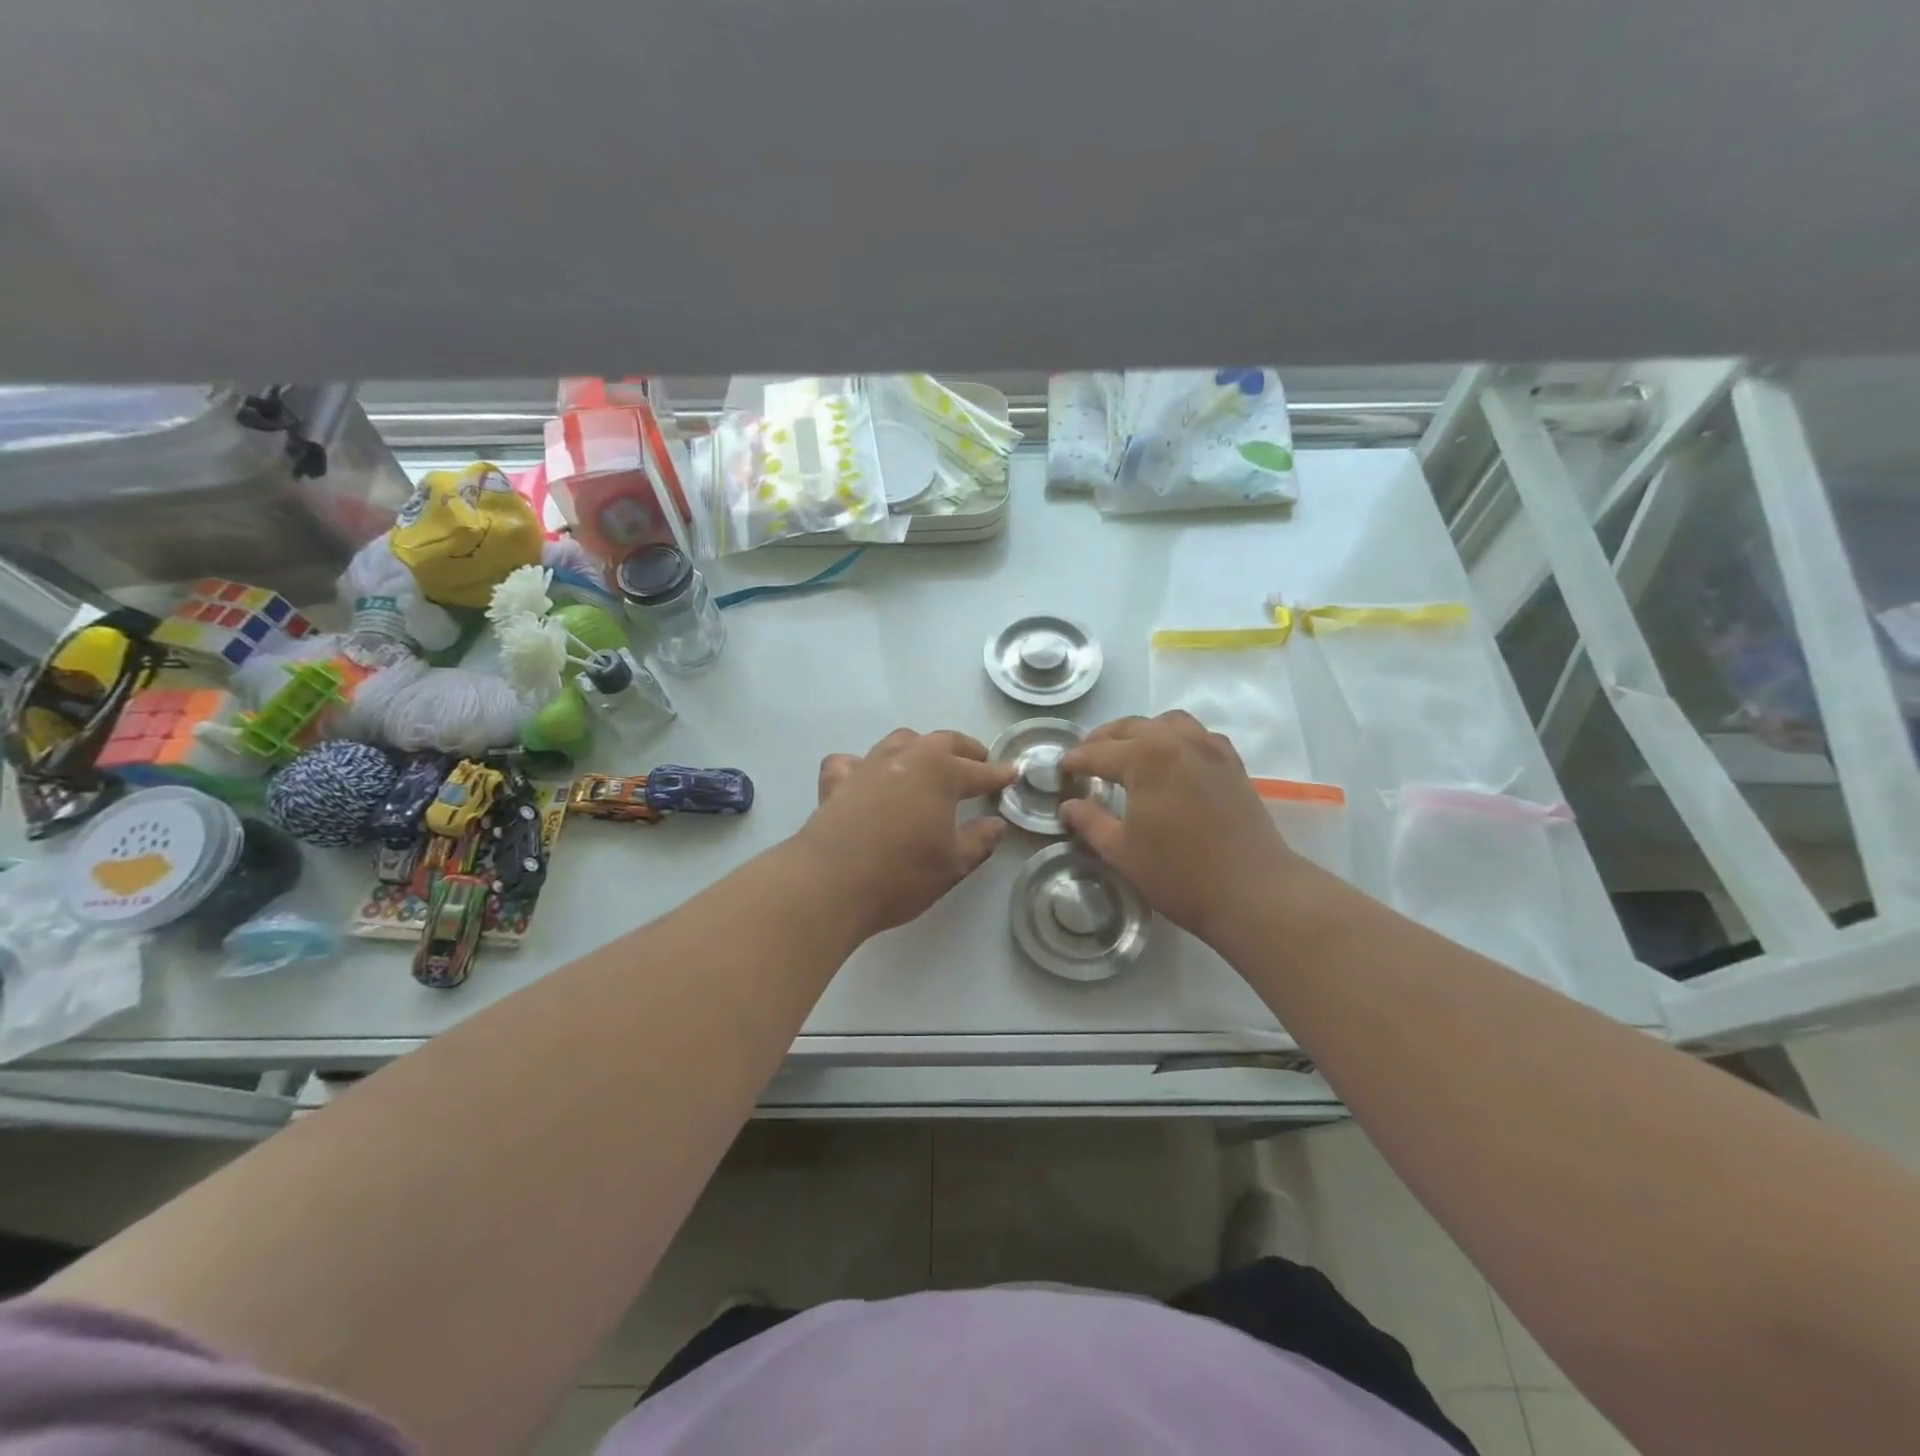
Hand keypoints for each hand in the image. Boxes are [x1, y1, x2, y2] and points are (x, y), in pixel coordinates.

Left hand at [800, 729, 1016, 937]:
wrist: (829, 883)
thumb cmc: (901, 874)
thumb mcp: (952, 864)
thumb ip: (979, 841)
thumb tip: (997, 824)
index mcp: (941, 772)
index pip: (979, 771)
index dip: (998, 774)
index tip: (1012, 774)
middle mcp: (906, 758)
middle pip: (942, 742)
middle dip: (965, 750)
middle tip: (979, 761)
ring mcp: (868, 766)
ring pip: (900, 741)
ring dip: (920, 748)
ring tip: (928, 763)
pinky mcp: (836, 782)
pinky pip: (851, 762)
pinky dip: (863, 765)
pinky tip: (866, 778)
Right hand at [1059, 712, 1295, 941]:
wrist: (1253, 891)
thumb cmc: (1179, 873)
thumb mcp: (1121, 851)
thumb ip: (1090, 822)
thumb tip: (1068, 806)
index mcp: (1146, 757)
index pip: (1098, 752)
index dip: (1075, 761)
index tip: (1059, 770)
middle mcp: (1177, 740)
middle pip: (1131, 728)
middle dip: (1102, 740)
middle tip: (1085, 760)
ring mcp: (1209, 748)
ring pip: (1166, 723)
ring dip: (1140, 732)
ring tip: (1126, 754)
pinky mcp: (1231, 763)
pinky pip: (1196, 735)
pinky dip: (1174, 739)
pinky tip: (1168, 762)